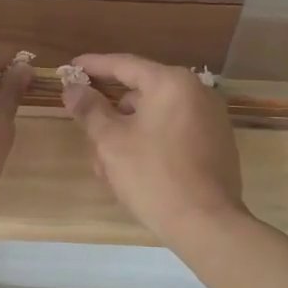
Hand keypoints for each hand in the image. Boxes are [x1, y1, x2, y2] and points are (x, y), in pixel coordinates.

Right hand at [61, 53, 245, 243]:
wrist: (206, 223)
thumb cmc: (153, 175)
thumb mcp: (111, 141)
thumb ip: (90, 109)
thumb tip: (73, 89)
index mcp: (172, 83)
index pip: (125, 65)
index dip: (94, 66)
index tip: (71, 68)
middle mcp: (197, 92)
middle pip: (142, 93)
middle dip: (111, 113)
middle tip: (86, 127)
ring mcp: (211, 119)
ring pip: (156, 118)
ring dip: (128, 134)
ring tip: (106, 164)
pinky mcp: (216, 145)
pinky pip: (174, 133)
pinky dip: (151, 143)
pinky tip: (132, 171)